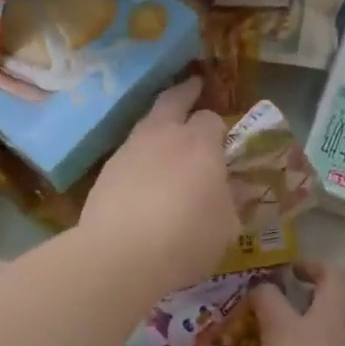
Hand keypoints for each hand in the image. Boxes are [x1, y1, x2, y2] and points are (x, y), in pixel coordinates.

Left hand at [82, 76, 239, 295]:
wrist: (120, 256)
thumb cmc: (186, 240)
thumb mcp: (226, 227)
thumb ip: (233, 201)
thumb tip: (238, 188)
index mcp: (199, 143)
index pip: (212, 119)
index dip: (220, 129)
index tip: (224, 143)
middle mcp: (163, 136)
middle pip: (173, 100)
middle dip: (185, 93)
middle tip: (193, 89)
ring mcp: (129, 150)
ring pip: (147, 124)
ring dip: (159, 125)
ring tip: (167, 139)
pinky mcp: (106, 172)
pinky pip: (129, 153)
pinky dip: (140, 156)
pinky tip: (144, 175)